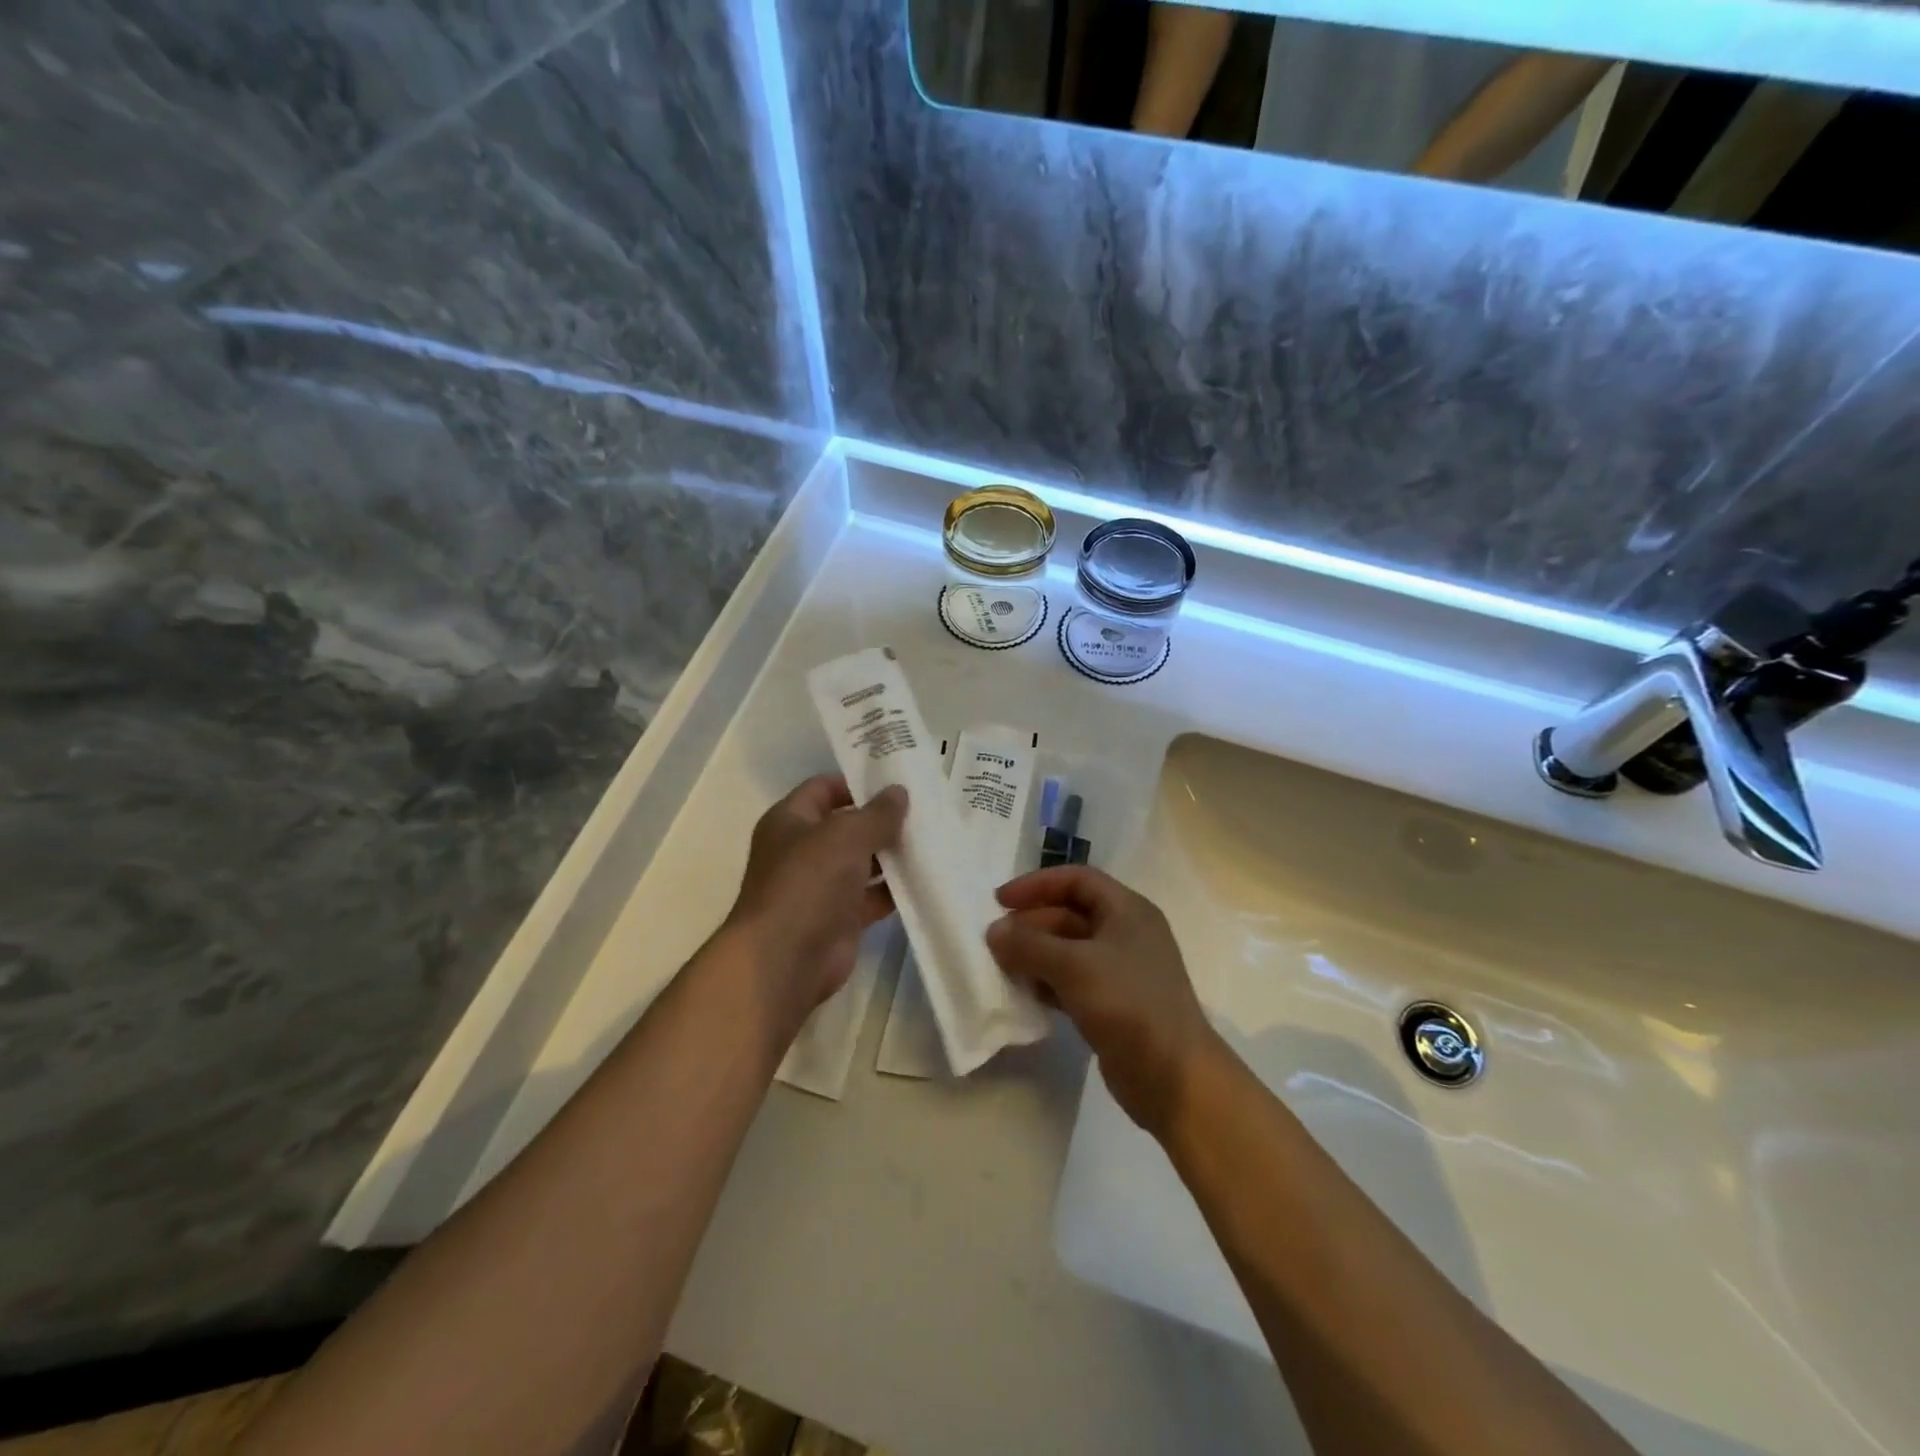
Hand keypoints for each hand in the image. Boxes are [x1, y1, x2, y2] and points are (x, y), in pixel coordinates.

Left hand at [725, 775, 906, 1016]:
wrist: (785, 959)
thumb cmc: (808, 882)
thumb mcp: (846, 835)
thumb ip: (877, 813)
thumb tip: (899, 792)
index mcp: (790, 821)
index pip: (823, 788)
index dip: (856, 782)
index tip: (896, 780)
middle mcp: (803, 850)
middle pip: (846, 825)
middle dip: (881, 819)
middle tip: (924, 809)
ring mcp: (821, 886)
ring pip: (862, 862)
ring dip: (892, 855)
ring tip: (932, 840)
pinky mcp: (840, 918)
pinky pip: (872, 897)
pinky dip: (894, 890)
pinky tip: (926, 878)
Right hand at [987, 866, 1218, 1138]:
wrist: (1174, 1077)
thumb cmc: (1128, 1005)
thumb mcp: (1074, 966)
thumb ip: (1029, 945)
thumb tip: (994, 931)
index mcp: (1127, 910)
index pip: (1076, 880)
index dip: (1036, 885)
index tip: (1000, 901)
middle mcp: (1126, 933)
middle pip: (1070, 914)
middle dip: (1031, 924)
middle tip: (995, 940)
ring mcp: (1122, 970)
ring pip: (1069, 950)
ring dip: (1035, 954)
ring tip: (1001, 966)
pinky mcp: (1114, 1004)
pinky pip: (1073, 981)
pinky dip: (1047, 982)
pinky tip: (1024, 994)